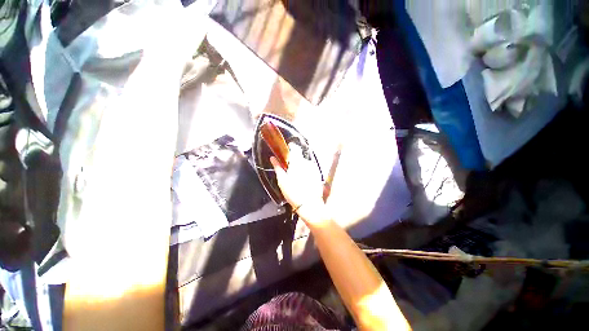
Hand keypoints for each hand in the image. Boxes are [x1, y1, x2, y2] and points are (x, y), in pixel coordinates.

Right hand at [270, 144, 325, 222]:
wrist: (309, 205)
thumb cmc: (294, 192)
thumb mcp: (282, 180)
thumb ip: (278, 167)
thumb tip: (273, 158)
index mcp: (297, 162)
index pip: (295, 148)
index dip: (290, 148)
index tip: (286, 153)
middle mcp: (307, 162)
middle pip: (299, 157)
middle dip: (294, 162)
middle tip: (289, 171)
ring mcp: (314, 168)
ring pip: (305, 164)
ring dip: (300, 167)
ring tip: (296, 179)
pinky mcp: (318, 174)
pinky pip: (310, 169)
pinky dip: (306, 172)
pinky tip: (303, 182)